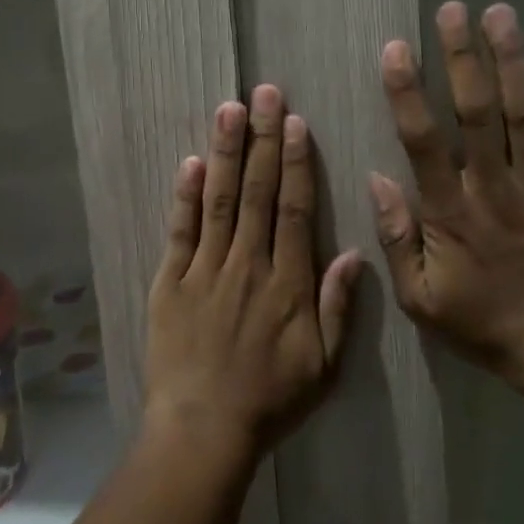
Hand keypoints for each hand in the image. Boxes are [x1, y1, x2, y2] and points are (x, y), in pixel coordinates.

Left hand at [146, 85, 362, 459]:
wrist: (204, 430)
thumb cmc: (270, 400)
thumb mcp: (323, 364)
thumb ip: (338, 306)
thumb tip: (352, 252)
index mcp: (288, 283)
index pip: (293, 209)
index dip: (296, 162)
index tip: (296, 122)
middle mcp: (248, 264)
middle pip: (256, 191)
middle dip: (262, 139)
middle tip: (264, 93)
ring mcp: (205, 270)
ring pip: (218, 200)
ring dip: (224, 152)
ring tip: (229, 109)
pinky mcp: (170, 281)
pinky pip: (179, 231)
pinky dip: (184, 196)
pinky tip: (190, 162)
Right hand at [369, 2, 523, 380]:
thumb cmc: (482, 322)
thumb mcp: (419, 298)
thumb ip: (396, 237)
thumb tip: (377, 179)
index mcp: (451, 211)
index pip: (423, 141)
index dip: (407, 91)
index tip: (397, 48)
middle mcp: (494, 187)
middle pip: (476, 111)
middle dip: (462, 56)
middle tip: (452, 10)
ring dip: (512, 61)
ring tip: (501, 15)